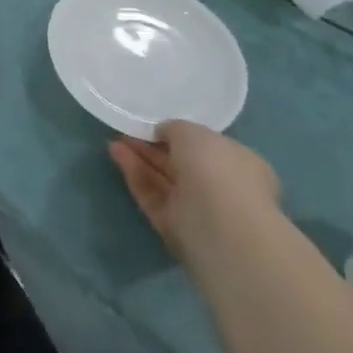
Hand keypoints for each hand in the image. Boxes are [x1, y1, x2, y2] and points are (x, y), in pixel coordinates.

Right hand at [110, 121, 279, 269]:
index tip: (154, 125)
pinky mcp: (175, 226)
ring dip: (139, 158)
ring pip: (162, 179)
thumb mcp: (192, 131)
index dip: (178, 134)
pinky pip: (152, 195)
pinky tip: (116, 153)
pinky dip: (134, 174)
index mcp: (237, 162)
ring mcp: (196, 208)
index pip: (206, 146)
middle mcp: (219, 186)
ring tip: (115, 140)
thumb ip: (174, 128)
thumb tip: (162, 133)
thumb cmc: (216, 168)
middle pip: (179, 163)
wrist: (220, 228)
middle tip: (128, 130)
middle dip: (153, 146)